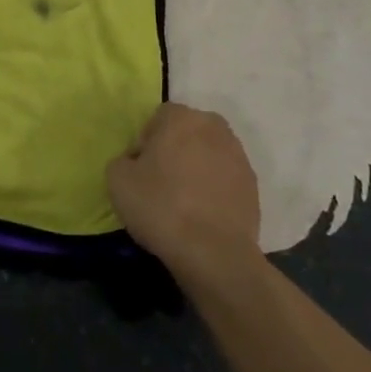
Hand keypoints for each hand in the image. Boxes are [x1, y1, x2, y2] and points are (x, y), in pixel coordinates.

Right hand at [107, 104, 260, 282]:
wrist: (214, 254)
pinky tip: (203, 214)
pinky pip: (225, 178)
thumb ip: (122, 160)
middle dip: (174, 151)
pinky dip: (214, 189)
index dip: (145, 143)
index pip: (157, 118)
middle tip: (160, 183)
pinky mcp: (253, 185)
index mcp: (181, 117)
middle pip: (186, 132)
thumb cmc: (161, 207)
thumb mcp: (117, 180)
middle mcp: (213, 127)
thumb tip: (135, 162)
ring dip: (196, 168)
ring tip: (184, 202)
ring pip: (208, 154)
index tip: (140, 171)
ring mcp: (238, 155)